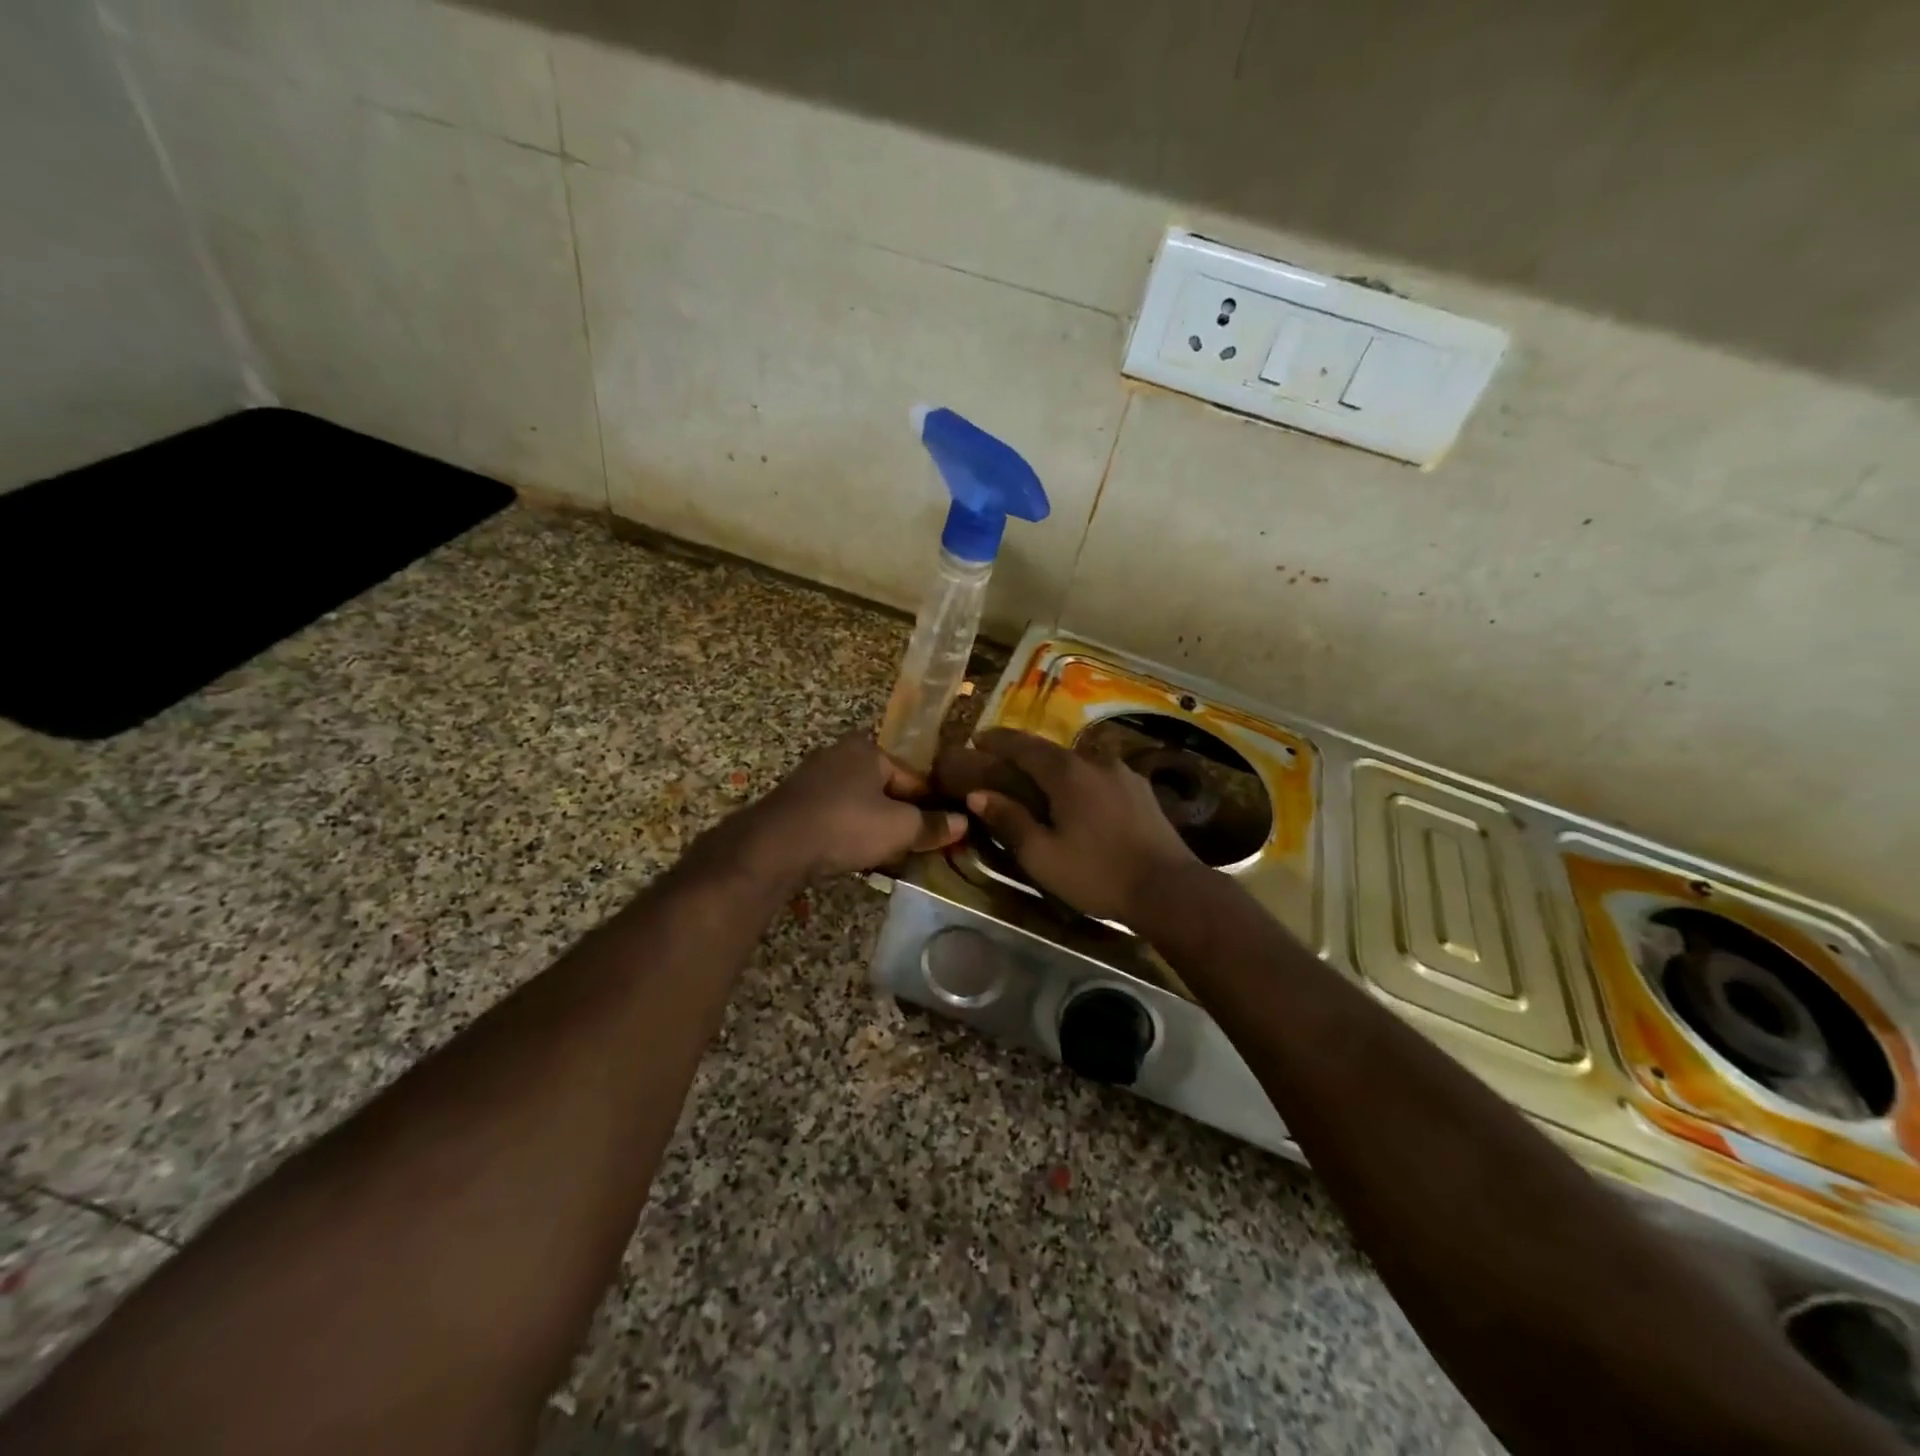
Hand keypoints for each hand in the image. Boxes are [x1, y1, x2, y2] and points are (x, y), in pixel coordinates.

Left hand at [747, 734, 966, 880]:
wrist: (774, 847)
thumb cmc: (845, 826)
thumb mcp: (899, 828)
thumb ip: (933, 825)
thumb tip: (964, 823)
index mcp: (868, 749)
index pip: (915, 777)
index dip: (934, 806)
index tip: (945, 833)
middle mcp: (839, 754)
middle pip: (886, 788)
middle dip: (902, 816)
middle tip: (918, 846)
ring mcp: (813, 778)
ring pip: (860, 803)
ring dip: (876, 826)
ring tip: (890, 855)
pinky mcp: (795, 803)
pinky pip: (836, 815)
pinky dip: (849, 832)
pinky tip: (856, 854)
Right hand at [962, 728, 1202, 922]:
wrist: (1169, 889)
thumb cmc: (1098, 873)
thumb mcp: (1042, 855)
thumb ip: (1009, 821)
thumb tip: (978, 795)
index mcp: (1066, 772)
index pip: (1023, 745)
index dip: (997, 740)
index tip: (977, 739)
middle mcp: (1095, 761)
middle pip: (1051, 751)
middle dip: (1024, 755)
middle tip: (1003, 766)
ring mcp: (1123, 773)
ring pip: (1079, 763)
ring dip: (1055, 769)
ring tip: (1041, 786)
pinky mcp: (1141, 791)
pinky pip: (1100, 777)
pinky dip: (1081, 782)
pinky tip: (1080, 801)